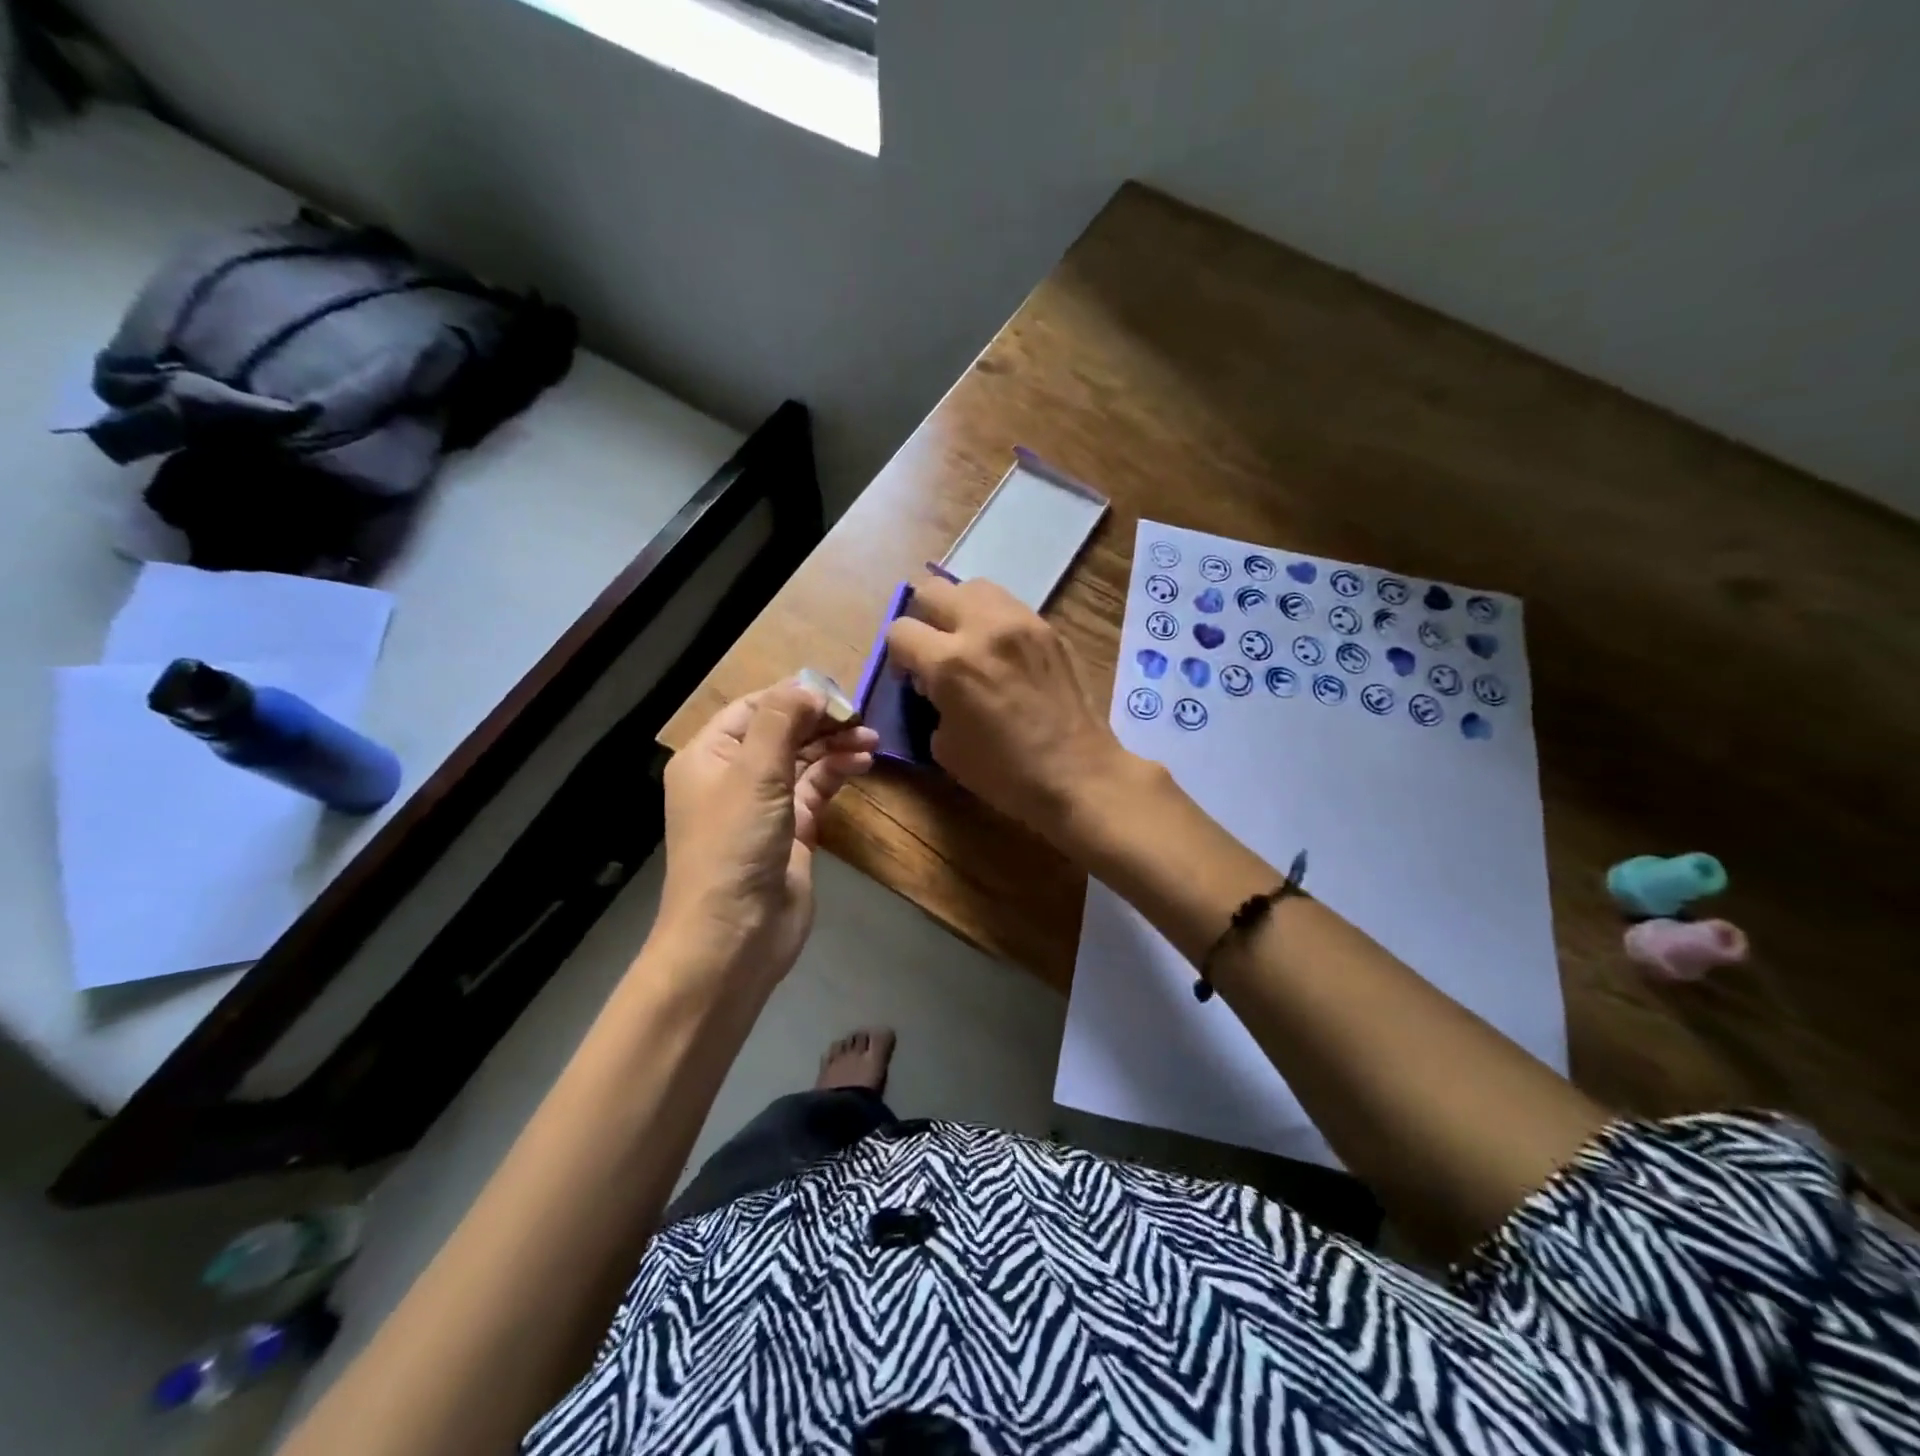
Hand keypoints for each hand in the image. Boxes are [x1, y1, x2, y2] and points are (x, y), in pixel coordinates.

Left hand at [658, 681, 876, 987]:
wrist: (735, 935)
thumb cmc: (734, 845)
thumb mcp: (754, 773)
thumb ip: (782, 721)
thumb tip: (810, 687)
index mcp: (709, 755)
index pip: (755, 707)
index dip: (795, 696)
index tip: (838, 694)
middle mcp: (734, 775)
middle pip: (782, 731)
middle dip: (821, 721)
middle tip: (861, 717)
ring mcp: (764, 805)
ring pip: (803, 760)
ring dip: (835, 746)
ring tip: (871, 739)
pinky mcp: (792, 831)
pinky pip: (816, 790)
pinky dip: (838, 773)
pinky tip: (863, 763)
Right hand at [884, 576, 1138, 850]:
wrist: (1078, 775)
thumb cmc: (1006, 774)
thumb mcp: (946, 747)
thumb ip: (931, 703)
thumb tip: (933, 685)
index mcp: (951, 663)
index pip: (900, 630)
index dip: (898, 656)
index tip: (911, 678)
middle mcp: (984, 628)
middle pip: (932, 592)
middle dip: (923, 620)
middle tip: (933, 651)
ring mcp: (1022, 622)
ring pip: (973, 587)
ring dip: (960, 611)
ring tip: (968, 643)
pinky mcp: (1049, 628)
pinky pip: (1008, 606)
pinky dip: (994, 621)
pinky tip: (1001, 653)